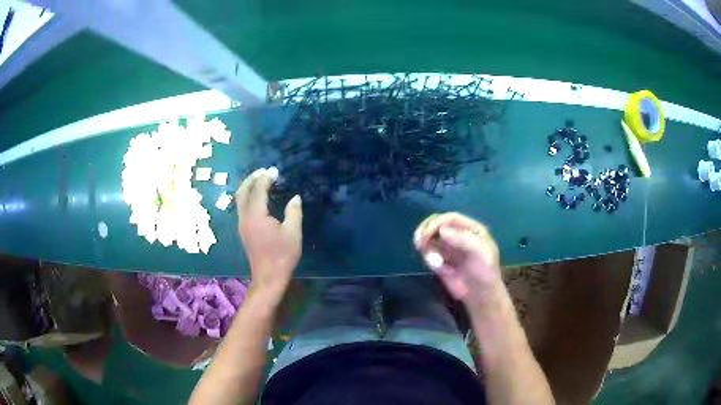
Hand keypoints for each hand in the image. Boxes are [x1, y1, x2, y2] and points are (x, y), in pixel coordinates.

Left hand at [236, 167, 302, 301]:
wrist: (268, 277)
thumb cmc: (282, 255)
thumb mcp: (293, 233)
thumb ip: (294, 212)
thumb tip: (295, 197)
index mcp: (256, 215)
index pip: (258, 190)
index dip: (266, 178)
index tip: (275, 170)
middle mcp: (245, 217)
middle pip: (242, 192)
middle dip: (252, 179)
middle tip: (264, 171)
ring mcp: (242, 224)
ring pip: (239, 199)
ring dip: (248, 187)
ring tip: (260, 180)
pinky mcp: (243, 231)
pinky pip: (241, 207)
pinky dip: (248, 197)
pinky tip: (258, 198)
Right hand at [414, 212, 502, 306]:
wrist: (480, 296)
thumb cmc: (485, 273)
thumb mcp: (479, 253)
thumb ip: (463, 240)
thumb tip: (441, 230)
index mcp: (471, 229)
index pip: (451, 218)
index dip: (438, 223)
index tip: (427, 233)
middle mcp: (458, 235)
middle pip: (438, 224)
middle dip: (427, 230)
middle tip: (419, 241)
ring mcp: (449, 247)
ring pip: (430, 238)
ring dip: (425, 244)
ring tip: (430, 257)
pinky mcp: (440, 260)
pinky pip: (428, 252)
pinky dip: (428, 257)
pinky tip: (436, 267)